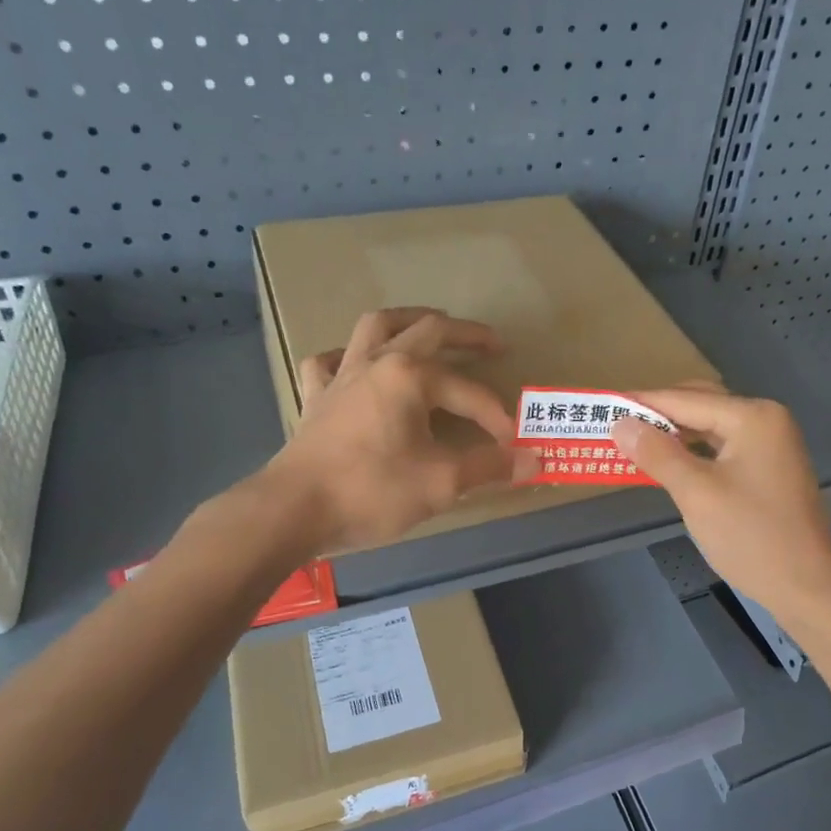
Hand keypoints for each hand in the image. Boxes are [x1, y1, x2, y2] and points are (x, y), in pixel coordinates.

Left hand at [265, 308, 537, 551]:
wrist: (294, 509)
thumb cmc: (371, 490)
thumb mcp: (441, 482)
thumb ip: (490, 466)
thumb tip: (535, 460)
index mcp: (410, 376)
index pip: (469, 392)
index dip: (496, 417)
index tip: (514, 446)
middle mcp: (377, 362)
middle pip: (427, 330)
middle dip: (465, 335)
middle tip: (492, 344)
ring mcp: (342, 375)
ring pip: (375, 327)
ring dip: (407, 321)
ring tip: (429, 325)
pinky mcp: (316, 396)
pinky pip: (330, 361)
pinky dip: (347, 356)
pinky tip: (357, 366)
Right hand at [612, 388, 830, 617]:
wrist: (807, 587)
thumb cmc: (751, 537)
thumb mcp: (696, 493)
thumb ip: (657, 453)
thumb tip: (620, 423)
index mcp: (753, 417)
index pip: (685, 400)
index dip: (642, 403)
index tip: (603, 406)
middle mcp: (766, 420)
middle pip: (700, 405)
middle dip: (659, 416)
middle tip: (617, 427)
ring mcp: (771, 445)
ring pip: (711, 428)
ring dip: (675, 435)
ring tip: (635, 445)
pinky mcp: (769, 469)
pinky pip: (722, 449)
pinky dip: (694, 452)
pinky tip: (670, 464)